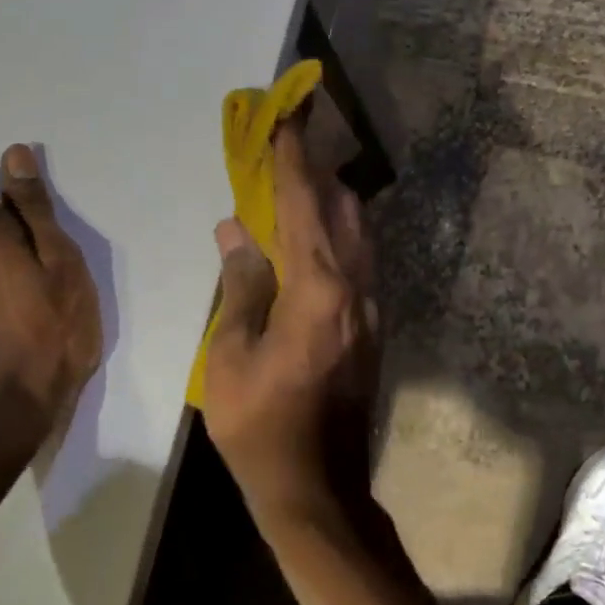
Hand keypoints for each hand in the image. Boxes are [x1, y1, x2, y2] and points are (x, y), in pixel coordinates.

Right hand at [202, 113, 380, 523]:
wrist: (318, 489)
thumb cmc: (261, 426)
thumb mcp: (232, 356)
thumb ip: (240, 287)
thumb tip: (236, 232)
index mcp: (317, 290)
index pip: (303, 205)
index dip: (292, 157)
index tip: (287, 115)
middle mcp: (354, 288)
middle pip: (342, 209)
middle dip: (315, 170)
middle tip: (286, 146)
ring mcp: (371, 308)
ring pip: (358, 233)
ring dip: (330, 200)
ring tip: (297, 183)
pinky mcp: (373, 328)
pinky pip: (359, 260)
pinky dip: (337, 234)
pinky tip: (313, 238)